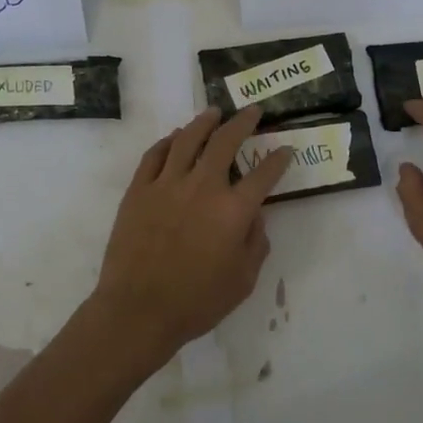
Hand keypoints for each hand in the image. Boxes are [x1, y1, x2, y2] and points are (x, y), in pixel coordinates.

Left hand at [90, 106, 291, 369]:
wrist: (138, 310)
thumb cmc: (197, 301)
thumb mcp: (243, 279)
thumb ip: (255, 242)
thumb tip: (254, 215)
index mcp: (233, 210)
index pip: (264, 174)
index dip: (278, 159)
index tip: (285, 149)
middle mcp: (203, 187)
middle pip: (225, 141)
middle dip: (243, 122)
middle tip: (252, 112)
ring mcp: (167, 184)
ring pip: (187, 139)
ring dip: (204, 122)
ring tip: (213, 112)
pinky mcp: (139, 190)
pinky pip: (154, 155)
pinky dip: (168, 142)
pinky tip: (175, 138)